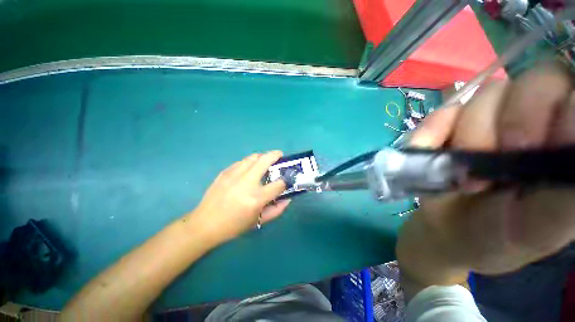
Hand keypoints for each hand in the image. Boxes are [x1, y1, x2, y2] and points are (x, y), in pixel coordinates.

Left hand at [188, 151, 290, 243]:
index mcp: (256, 198)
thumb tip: (288, 199)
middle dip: (276, 155)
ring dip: (263, 156)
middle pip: (266, 160)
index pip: (278, 184)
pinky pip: (242, 161)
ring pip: (253, 157)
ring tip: (265, 161)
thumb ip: (277, 210)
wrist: (204, 224)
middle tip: (280, 155)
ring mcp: (234, 174)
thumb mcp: (258, 221)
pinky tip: (250, 169)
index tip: (285, 181)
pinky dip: (250, 162)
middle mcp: (246, 182)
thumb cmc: (234, 226)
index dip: (285, 182)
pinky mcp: (225, 172)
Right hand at [397, 64, 574, 287]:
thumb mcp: (541, 228)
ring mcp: (492, 116)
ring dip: (470, 135)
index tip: (537, 146)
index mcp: (568, 142)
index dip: (563, 106)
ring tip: (464, 173)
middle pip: (536, 80)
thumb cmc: (499, 236)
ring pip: (488, 93)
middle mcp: (539, 118)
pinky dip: (433, 131)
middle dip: (515, 121)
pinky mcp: (453, 123)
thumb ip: (568, 194)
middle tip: (497, 160)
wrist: (446, 230)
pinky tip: (431, 150)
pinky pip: (444, 111)